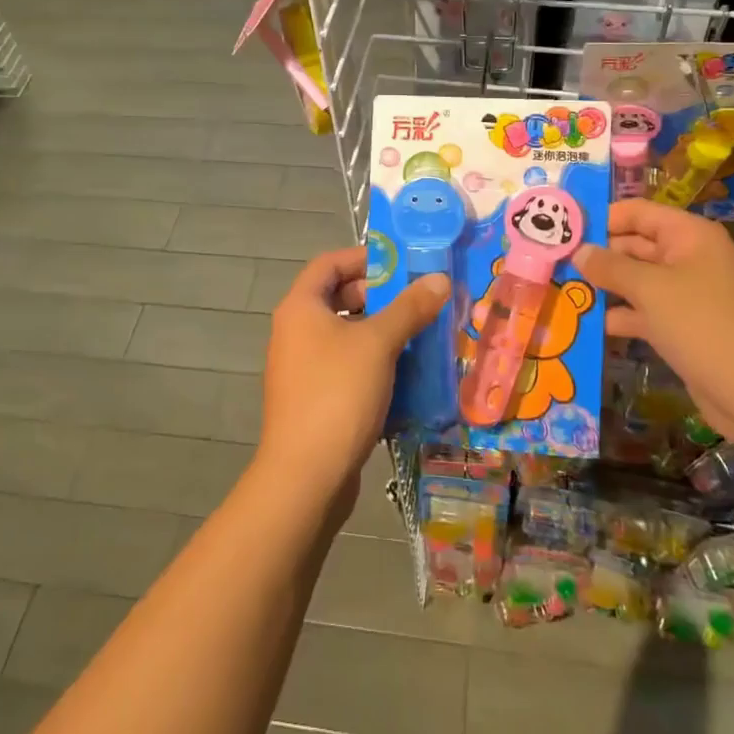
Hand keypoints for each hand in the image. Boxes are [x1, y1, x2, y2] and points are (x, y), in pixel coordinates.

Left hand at [258, 247, 449, 511]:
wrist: (306, 476)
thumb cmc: (338, 394)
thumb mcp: (379, 344)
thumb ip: (409, 308)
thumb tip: (439, 279)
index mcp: (300, 308)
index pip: (329, 264)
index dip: (364, 257)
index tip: (401, 263)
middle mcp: (295, 332)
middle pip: (338, 299)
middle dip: (379, 296)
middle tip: (418, 300)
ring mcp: (302, 369)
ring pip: (346, 336)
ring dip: (382, 332)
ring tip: (421, 334)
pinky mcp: (314, 399)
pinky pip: (347, 367)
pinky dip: (374, 364)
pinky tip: (407, 374)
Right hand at [573, 201, 733, 444]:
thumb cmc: (704, 325)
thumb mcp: (651, 290)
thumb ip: (610, 267)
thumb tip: (579, 251)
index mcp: (688, 236)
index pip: (637, 213)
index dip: (601, 218)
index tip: (561, 231)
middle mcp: (688, 258)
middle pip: (634, 246)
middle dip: (597, 256)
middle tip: (552, 265)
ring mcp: (686, 295)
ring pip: (635, 282)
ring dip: (603, 288)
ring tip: (560, 292)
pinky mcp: (681, 328)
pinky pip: (643, 313)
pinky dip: (618, 317)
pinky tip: (584, 325)